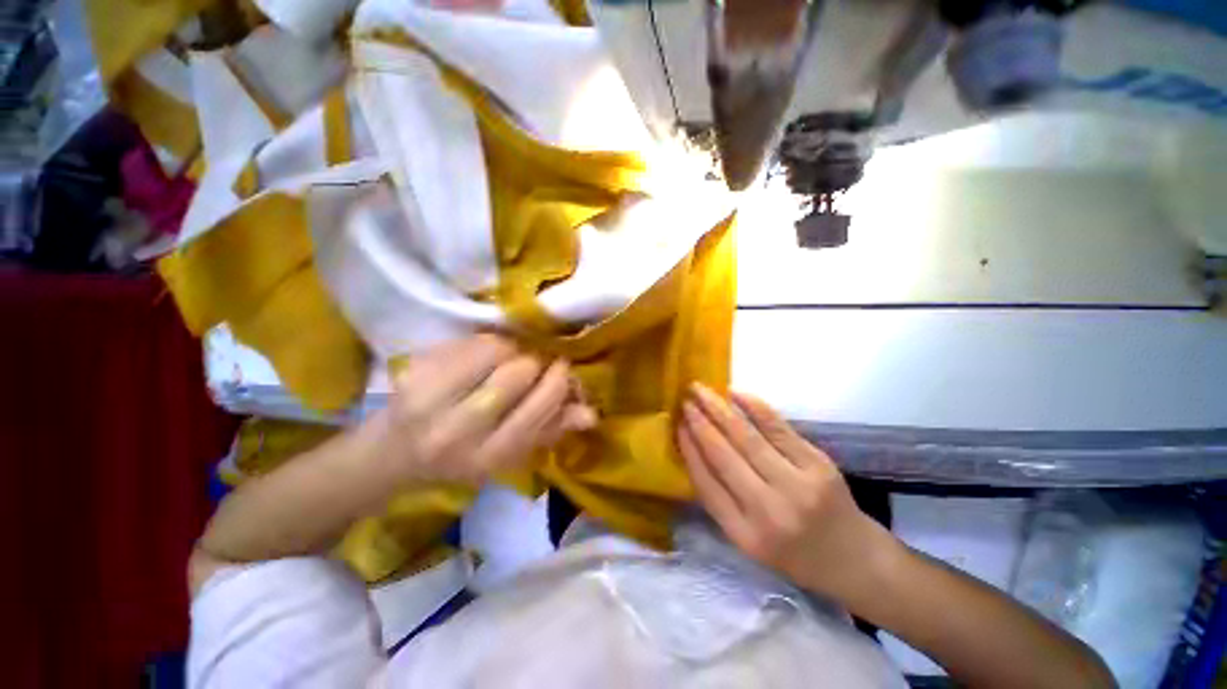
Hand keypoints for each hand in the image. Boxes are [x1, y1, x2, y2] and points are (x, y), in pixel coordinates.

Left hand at [374, 334, 596, 485]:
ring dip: (512, 350)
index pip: (539, 406)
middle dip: (535, 364)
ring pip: (496, 349)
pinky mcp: (414, 371)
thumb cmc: (461, 459)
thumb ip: (551, 430)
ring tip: (507, 361)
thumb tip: (591, 414)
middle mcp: (458, 430)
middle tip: (533, 366)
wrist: (393, 453)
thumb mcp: (510, 455)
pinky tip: (482, 357)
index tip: (562, 368)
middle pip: (519, 372)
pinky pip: (470, 341)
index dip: (558, 381)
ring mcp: (430, 397)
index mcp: (488, 456)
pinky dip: (487, 343)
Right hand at [677, 383, 893, 600]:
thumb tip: (694, 451)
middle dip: (700, 423)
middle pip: (724, 456)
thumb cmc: (795, 553)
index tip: (677, 425)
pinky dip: (755, 407)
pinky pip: (778, 429)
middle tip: (685, 400)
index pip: (706, 483)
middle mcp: (769, 511)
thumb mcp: (750, 542)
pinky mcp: (818, 465)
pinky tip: (736, 393)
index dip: (689, 450)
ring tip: (701, 391)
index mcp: (746, 535)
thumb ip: (720, 501)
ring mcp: (797, 485)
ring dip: (720, 409)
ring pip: (747, 438)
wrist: (855, 559)